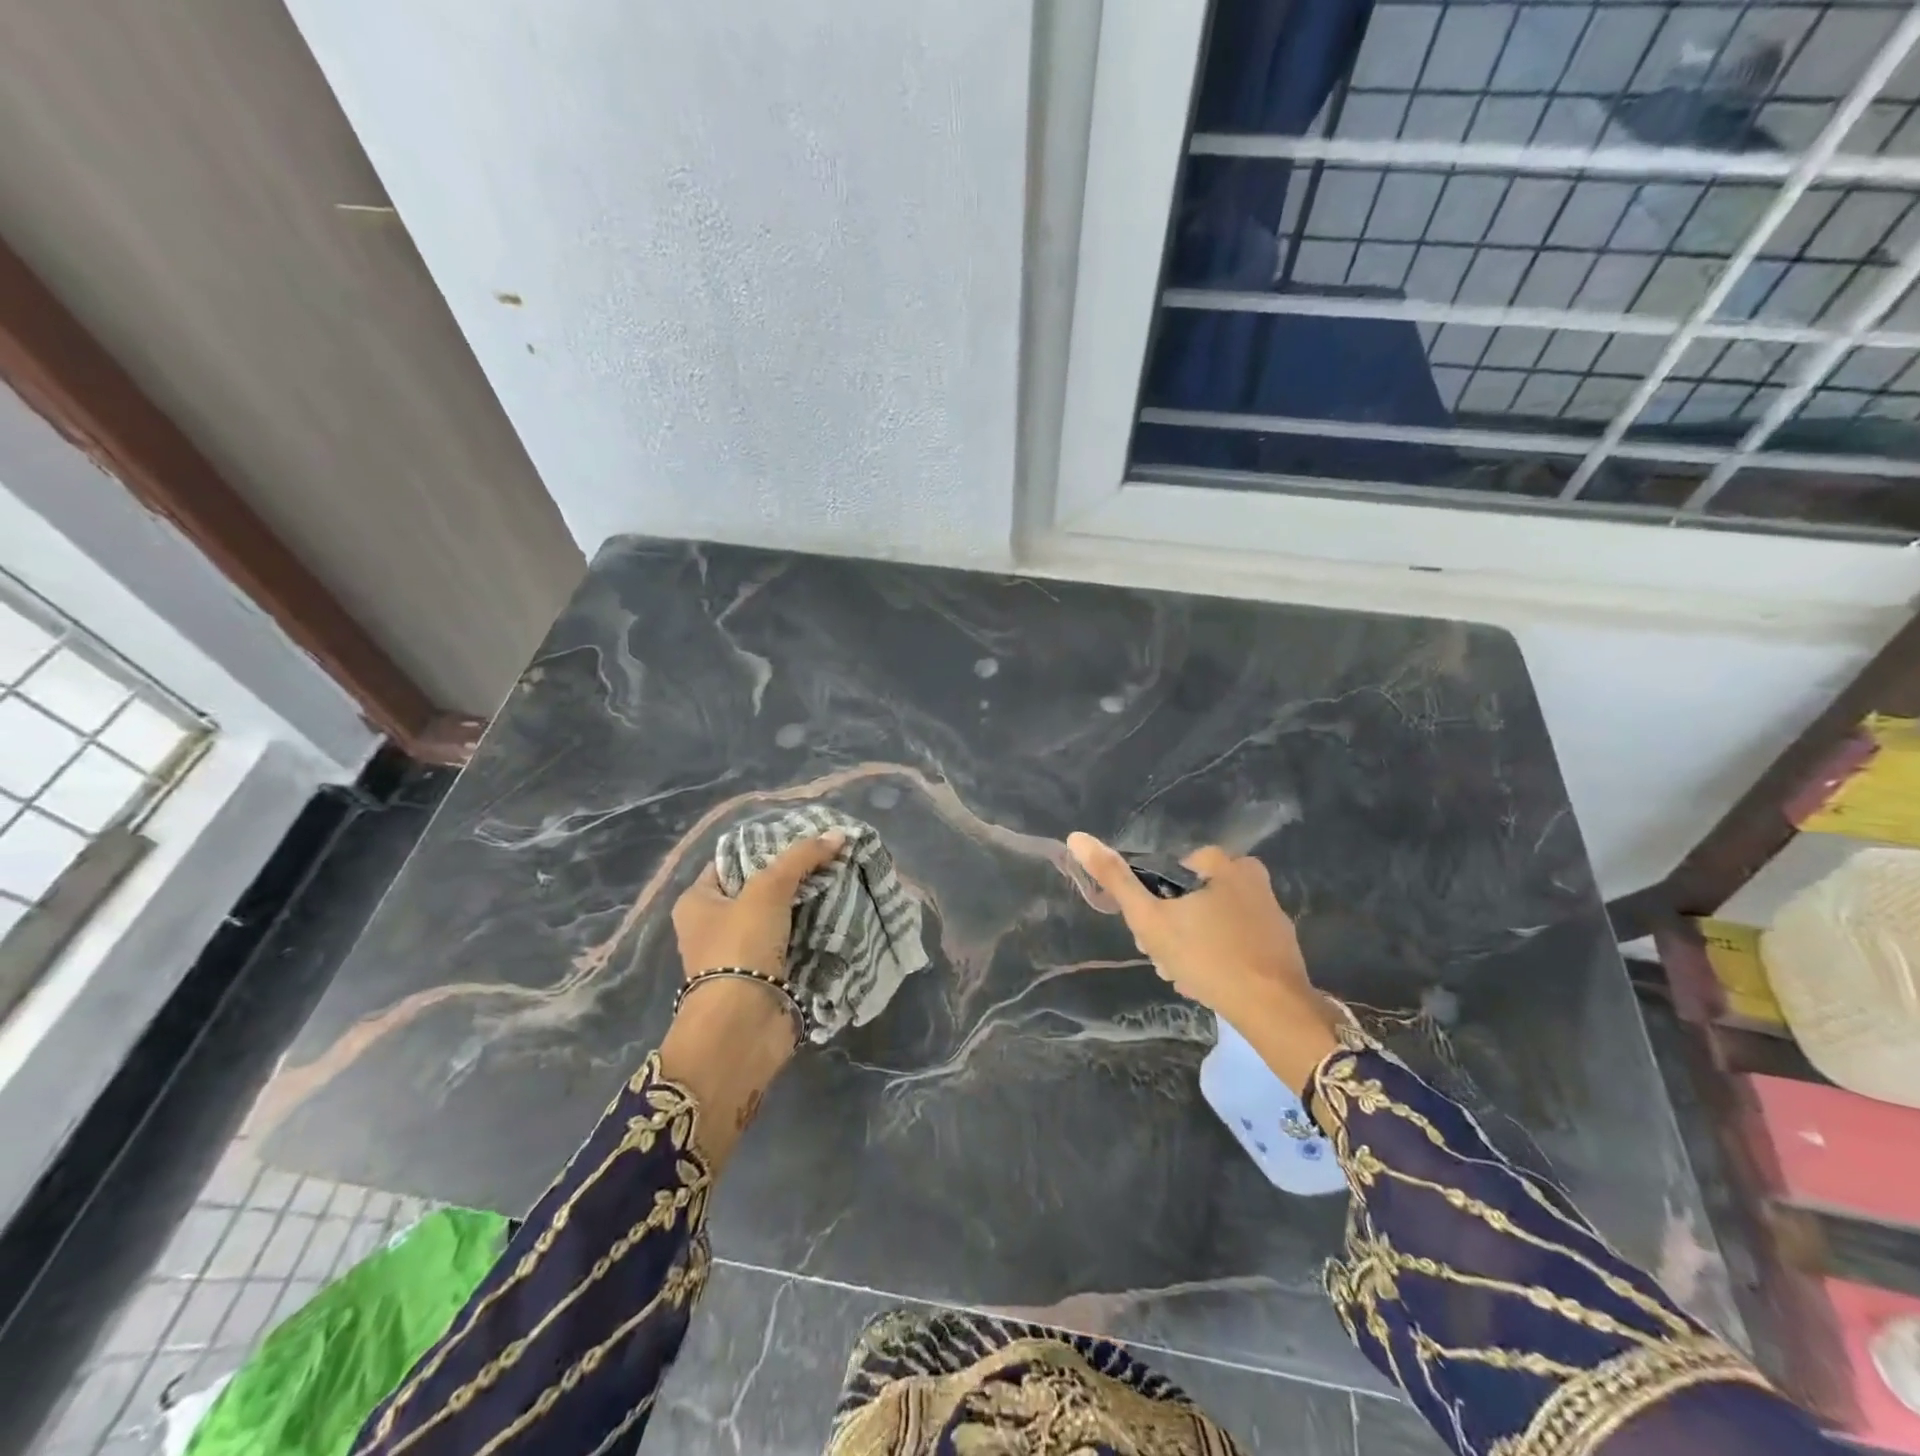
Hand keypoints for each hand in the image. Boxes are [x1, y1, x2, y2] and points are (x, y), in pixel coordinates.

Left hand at [660, 830, 844, 1167]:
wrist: (742, 1026)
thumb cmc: (740, 947)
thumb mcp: (768, 889)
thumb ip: (802, 858)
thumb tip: (838, 835)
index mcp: (697, 901)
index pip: (732, 860)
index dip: (766, 845)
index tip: (804, 837)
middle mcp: (714, 925)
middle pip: (759, 888)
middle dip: (794, 875)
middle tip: (830, 857)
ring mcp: (740, 954)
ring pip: (779, 916)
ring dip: (807, 904)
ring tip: (842, 880)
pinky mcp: (765, 976)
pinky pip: (792, 943)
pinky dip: (812, 931)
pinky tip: (839, 913)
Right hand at [1066, 833, 1340, 1092]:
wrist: (1273, 1009)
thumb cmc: (1206, 956)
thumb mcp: (1149, 918)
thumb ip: (1114, 878)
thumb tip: (1076, 836)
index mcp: (1220, 862)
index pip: (1167, 873)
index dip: (1151, 904)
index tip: (1149, 935)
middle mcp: (1250, 876)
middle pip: (1189, 897)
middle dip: (1172, 928)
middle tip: (1167, 960)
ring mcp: (1270, 909)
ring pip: (1211, 920)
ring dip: (1192, 945)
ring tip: (1186, 978)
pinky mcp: (1281, 940)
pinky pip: (1236, 939)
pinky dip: (1220, 955)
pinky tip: (1211, 982)